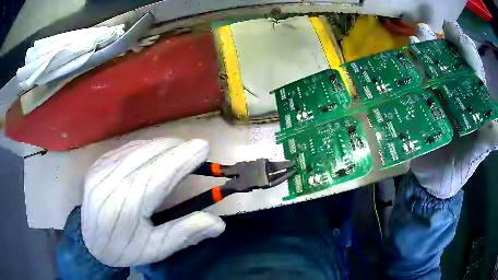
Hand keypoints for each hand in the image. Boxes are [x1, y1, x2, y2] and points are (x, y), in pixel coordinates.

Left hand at [81, 138, 225, 266]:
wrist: (90, 243)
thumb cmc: (125, 249)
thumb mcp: (155, 248)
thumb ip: (185, 233)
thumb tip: (218, 223)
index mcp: (128, 205)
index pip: (160, 173)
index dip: (183, 158)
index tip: (203, 146)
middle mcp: (112, 181)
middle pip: (149, 154)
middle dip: (175, 148)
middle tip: (193, 150)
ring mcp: (101, 170)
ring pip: (137, 147)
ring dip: (161, 145)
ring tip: (177, 150)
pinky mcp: (96, 165)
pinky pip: (124, 149)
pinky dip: (144, 147)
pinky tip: (153, 152)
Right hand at [410, 21, 496, 198]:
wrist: (433, 182)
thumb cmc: (458, 169)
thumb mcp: (477, 155)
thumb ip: (489, 138)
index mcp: (473, 101)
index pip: (473, 68)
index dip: (466, 49)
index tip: (455, 34)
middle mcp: (457, 92)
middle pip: (453, 61)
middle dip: (445, 42)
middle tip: (433, 28)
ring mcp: (439, 95)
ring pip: (435, 65)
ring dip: (426, 47)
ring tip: (417, 35)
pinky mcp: (423, 102)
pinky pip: (418, 80)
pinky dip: (412, 65)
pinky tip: (407, 54)